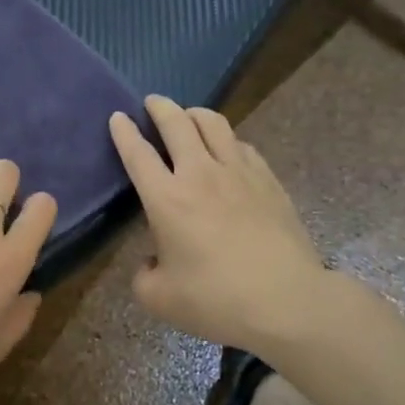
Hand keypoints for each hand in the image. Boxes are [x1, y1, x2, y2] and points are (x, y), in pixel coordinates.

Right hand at [109, 97, 331, 354]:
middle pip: (177, 123)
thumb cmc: (215, 300)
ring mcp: (239, 173)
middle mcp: (200, 174)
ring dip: (195, 113)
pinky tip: (227, 149)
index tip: (118, 117)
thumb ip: (143, 275)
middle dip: (160, 107)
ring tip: (188, 116)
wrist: (286, 301)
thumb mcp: (158, 298)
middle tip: (152, 102)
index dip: (124, 132)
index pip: (138, 153)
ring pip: (214, 124)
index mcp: (166, 199)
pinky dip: (227, 139)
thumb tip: (152, 261)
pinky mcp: (268, 181)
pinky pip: (242, 145)